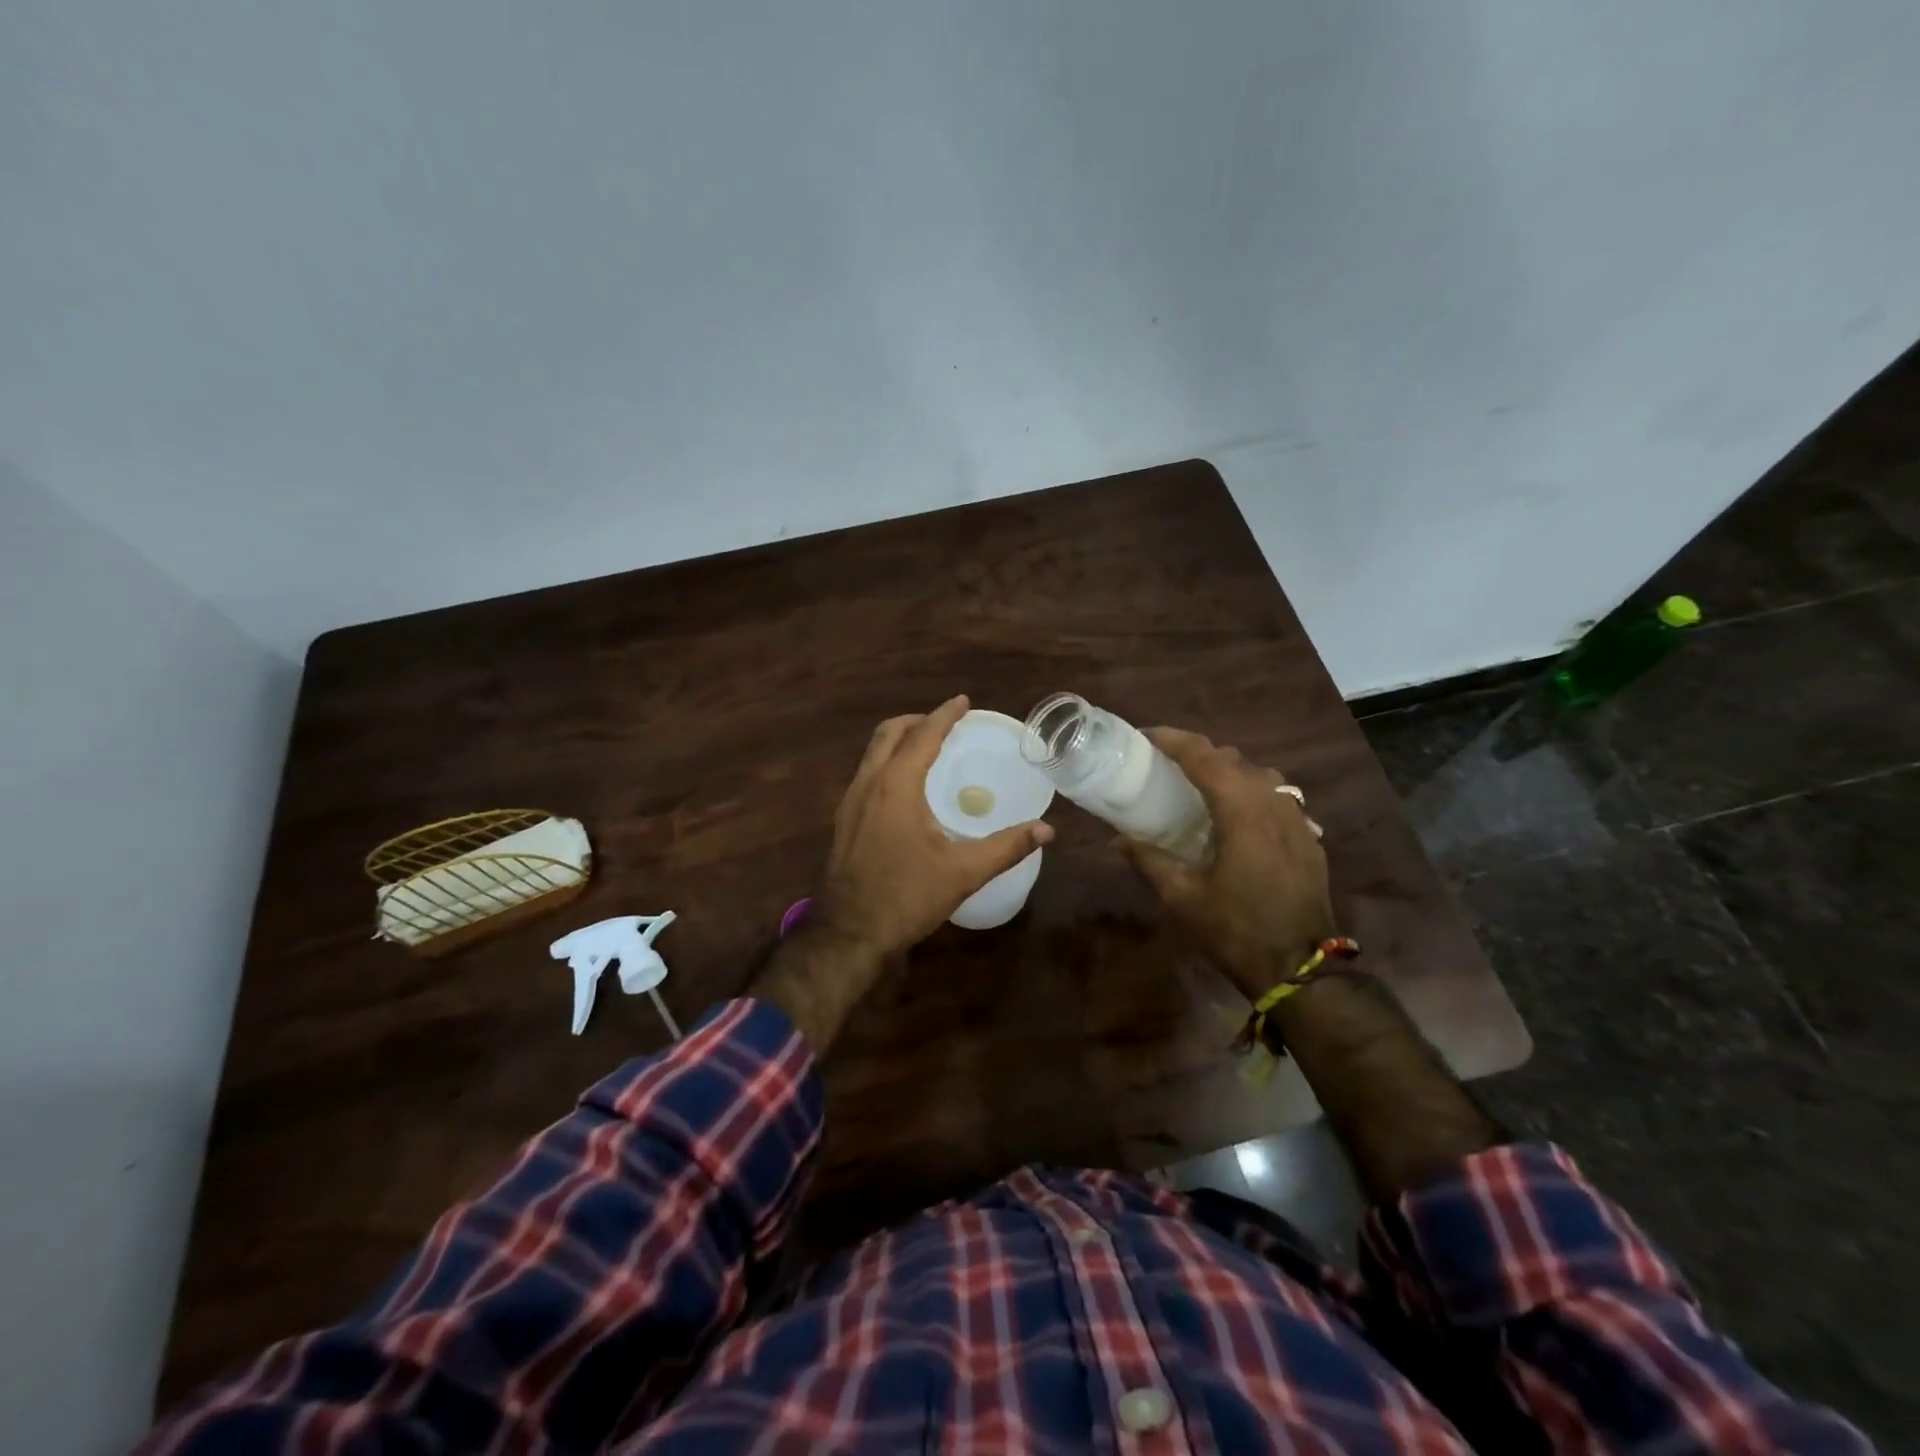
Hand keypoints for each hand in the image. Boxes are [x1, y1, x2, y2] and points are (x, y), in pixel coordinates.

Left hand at [812, 695, 1054, 959]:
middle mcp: (868, 784)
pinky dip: (886, 763)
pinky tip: (904, 788)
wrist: (849, 933)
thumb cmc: (906, 897)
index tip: (963, 701)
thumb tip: (1047, 830)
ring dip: (899, 740)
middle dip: (917, 720)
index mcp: (896, 786)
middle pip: (888, 733)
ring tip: (927, 748)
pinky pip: (865, 774)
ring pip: (872, 753)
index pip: (923, 735)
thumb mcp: (963, 873)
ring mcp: (849, 802)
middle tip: (945, 724)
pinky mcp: (843, 821)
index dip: (945, 715)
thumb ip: (1006, 847)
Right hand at [1117, 727, 1337, 1000]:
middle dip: (1197, 753)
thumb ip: (1149, 860)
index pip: (1203, 756)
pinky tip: (1236, 816)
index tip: (1144, 736)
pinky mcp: (1309, 837)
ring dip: (1227, 771)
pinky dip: (1251, 792)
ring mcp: (1297, 819)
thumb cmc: (1236, 929)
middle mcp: (1273, 802)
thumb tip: (1117, 839)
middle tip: (1165, 763)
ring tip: (1200, 786)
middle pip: (1232, 759)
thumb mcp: (1182, 896)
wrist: (1302, 969)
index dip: (1172, 740)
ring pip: (1260, 775)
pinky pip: (1277, 797)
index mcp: (1241, 809)